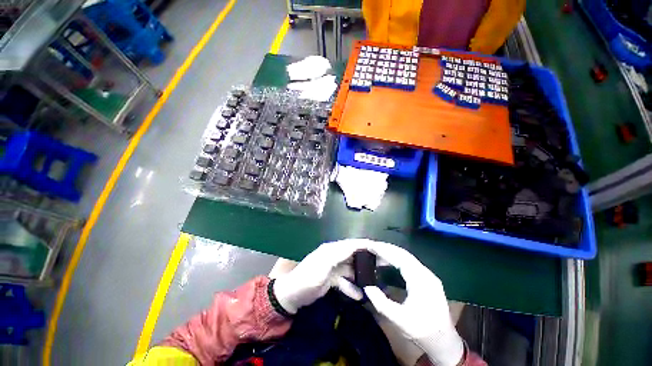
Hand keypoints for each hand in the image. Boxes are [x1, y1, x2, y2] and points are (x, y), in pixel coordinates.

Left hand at [273, 239, 373, 313]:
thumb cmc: (307, 279)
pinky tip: (359, 296)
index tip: (381, 248)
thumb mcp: (323, 266)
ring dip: (361, 276)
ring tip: (374, 284)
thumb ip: (338, 255)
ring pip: (351, 269)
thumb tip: (355, 246)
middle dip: (366, 260)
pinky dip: (352, 288)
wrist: (292, 295)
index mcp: (332, 249)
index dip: (365, 245)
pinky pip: (345, 281)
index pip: (352, 244)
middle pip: (353, 256)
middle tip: (382, 266)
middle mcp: (334, 256)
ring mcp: (333, 268)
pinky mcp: (332, 279)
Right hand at [362, 241, 463, 365]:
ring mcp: (427, 275)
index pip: (400, 258)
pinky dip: (396, 258)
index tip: (370, 245)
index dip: (384, 250)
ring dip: (391, 252)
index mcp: (420, 281)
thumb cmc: (422, 331)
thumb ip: (381, 303)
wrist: (444, 340)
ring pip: (406, 257)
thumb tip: (366, 287)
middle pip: (403, 254)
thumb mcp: (400, 321)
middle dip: (386, 247)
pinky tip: (388, 261)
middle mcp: (426, 273)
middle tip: (371, 246)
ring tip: (376, 251)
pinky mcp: (426, 278)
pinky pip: (409, 262)